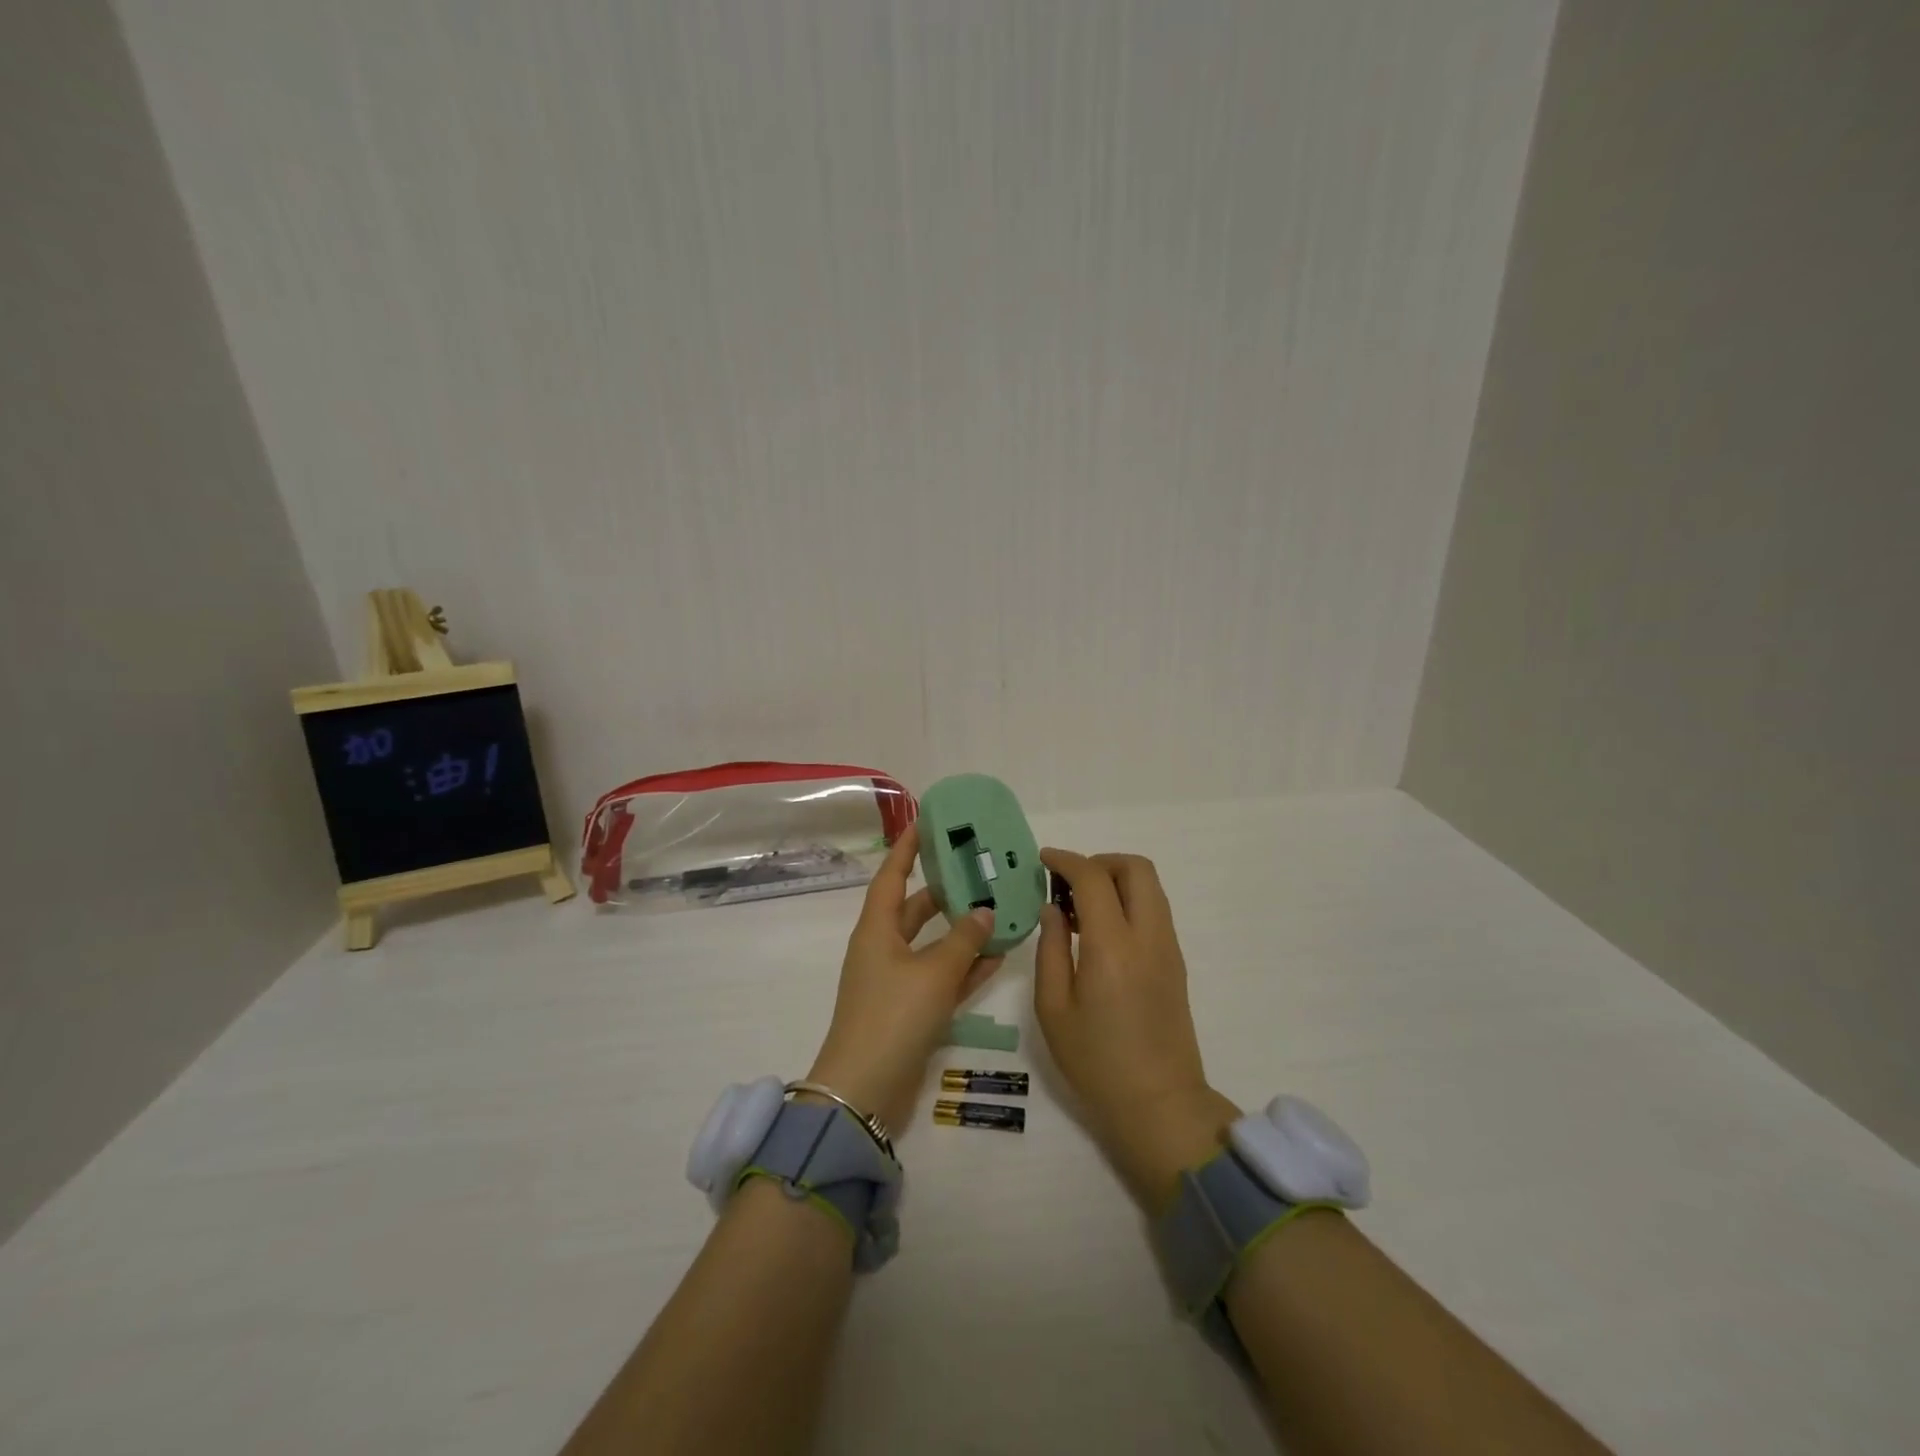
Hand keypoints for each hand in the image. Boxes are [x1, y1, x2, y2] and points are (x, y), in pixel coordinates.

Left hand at [807, 823, 1002, 1131]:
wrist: (865, 1091)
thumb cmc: (893, 1017)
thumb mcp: (933, 973)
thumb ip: (964, 940)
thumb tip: (984, 911)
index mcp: (876, 930)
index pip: (891, 875)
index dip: (907, 848)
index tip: (926, 823)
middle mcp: (883, 949)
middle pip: (915, 908)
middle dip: (944, 890)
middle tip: (978, 869)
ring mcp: (896, 981)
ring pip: (933, 944)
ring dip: (961, 930)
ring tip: (997, 908)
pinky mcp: (910, 1010)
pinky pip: (941, 977)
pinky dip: (965, 966)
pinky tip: (998, 955)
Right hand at [1035, 850, 1240, 1212]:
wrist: (1158, 1104)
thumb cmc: (1095, 1061)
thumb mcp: (1053, 1008)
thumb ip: (1050, 949)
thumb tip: (1053, 909)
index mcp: (1112, 946)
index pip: (1093, 878)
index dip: (1066, 860)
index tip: (1043, 860)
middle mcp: (1148, 936)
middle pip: (1136, 868)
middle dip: (1099, 861)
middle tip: (1067, 882)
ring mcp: (1168, 948)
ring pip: (1150, 886)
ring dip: (1116, 879)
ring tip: (1080, 907)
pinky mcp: (1176, 962)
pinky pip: (1155, 910)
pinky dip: (1129, 900)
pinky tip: (1101, 930)